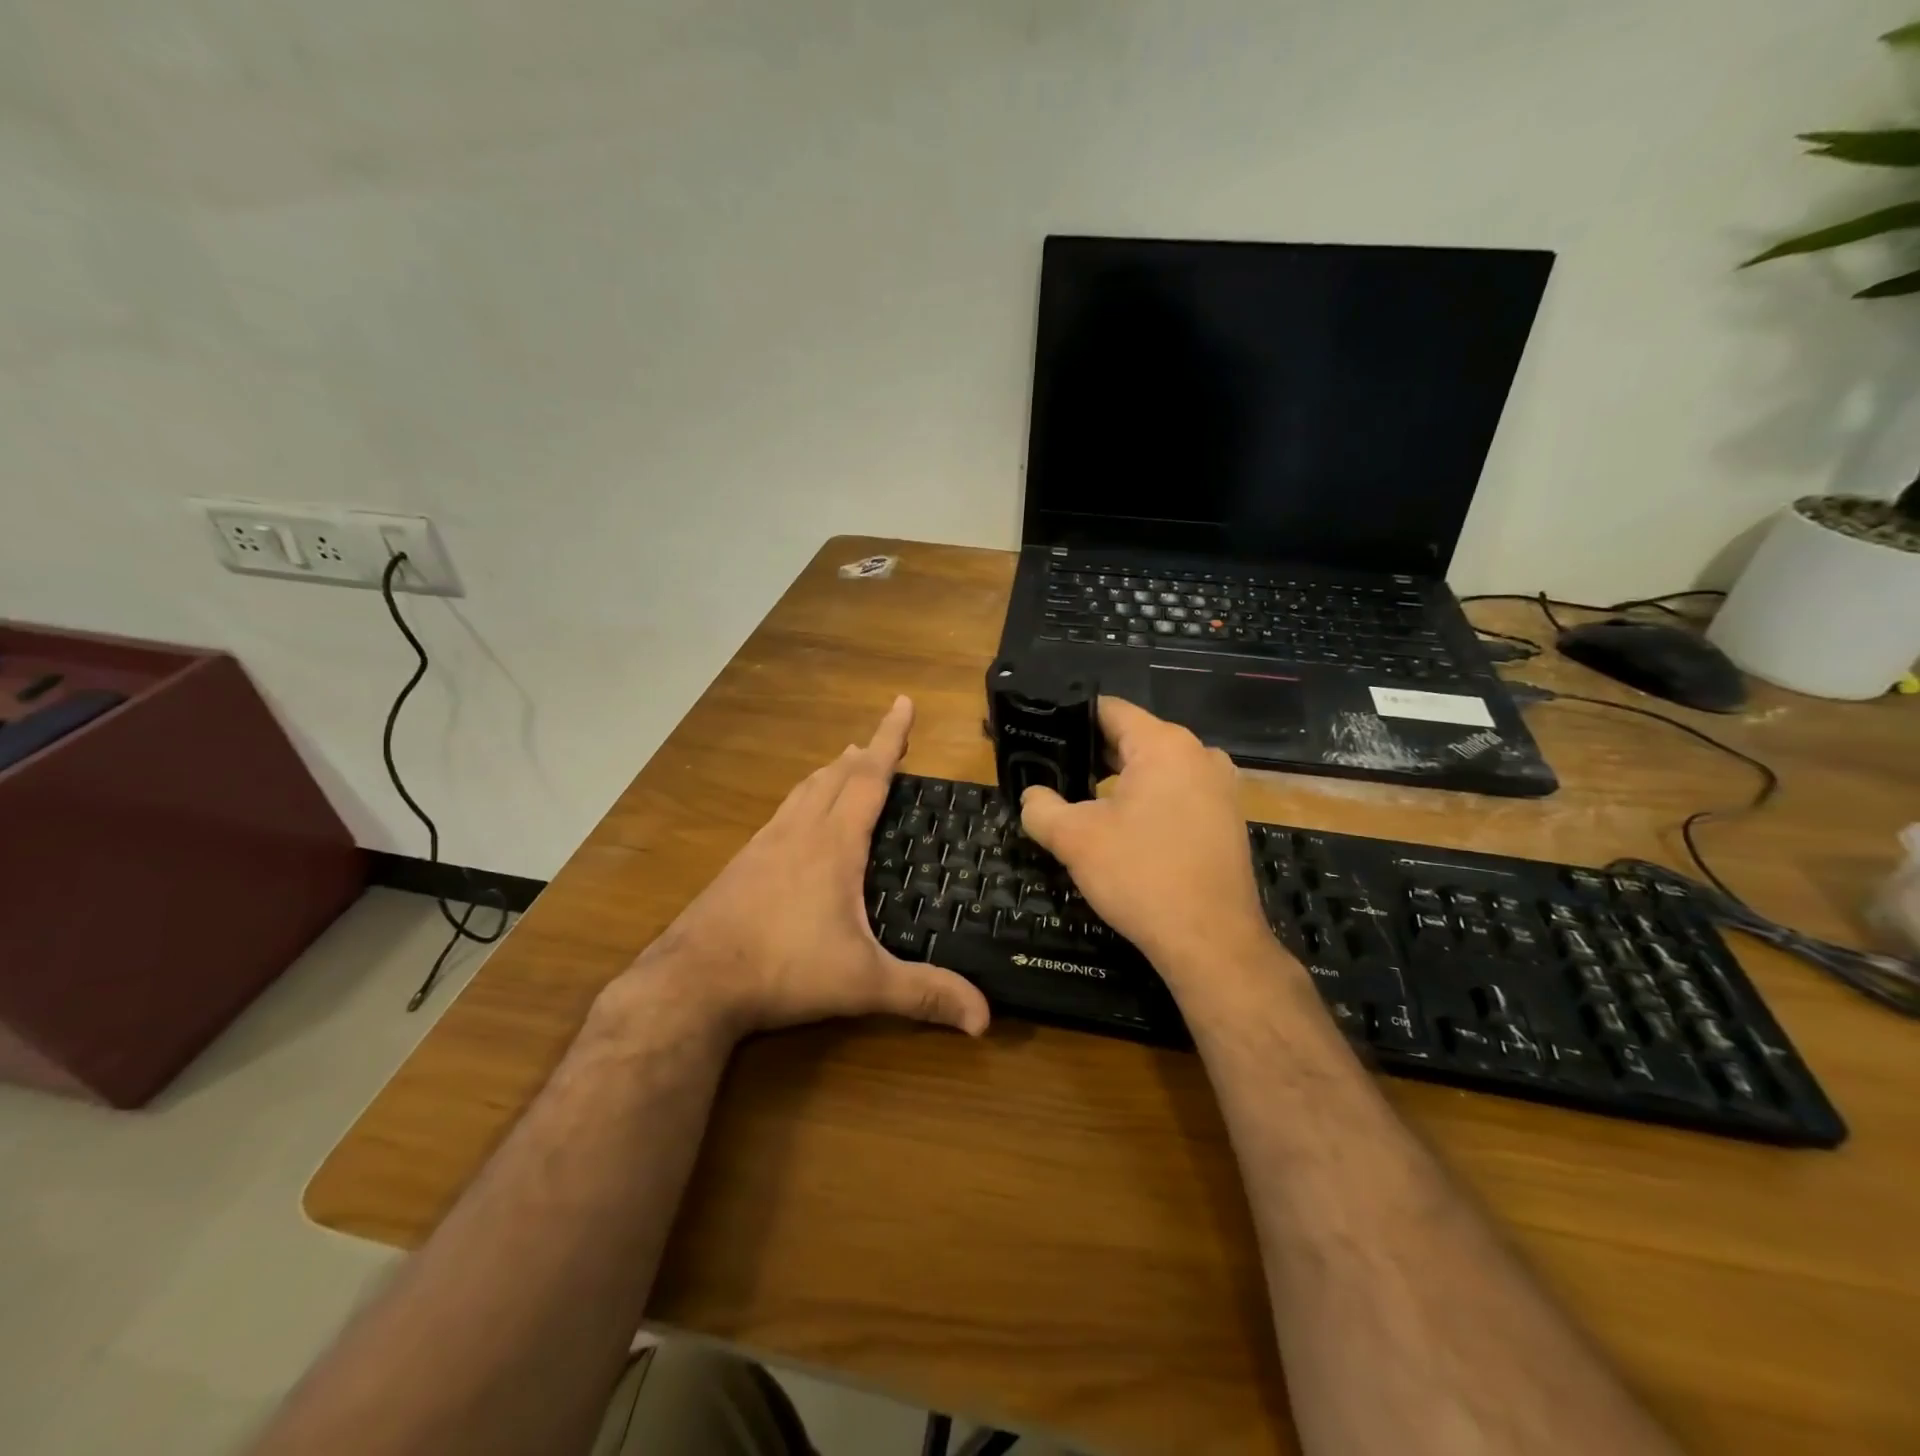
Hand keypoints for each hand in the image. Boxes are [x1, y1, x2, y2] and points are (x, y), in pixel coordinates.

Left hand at [619, 697, 990, 1040]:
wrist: (692, 982)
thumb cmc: (783, 969)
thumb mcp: (863, 983)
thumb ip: (924, 995)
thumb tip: (985, 1019)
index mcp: (834, 844)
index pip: (870, 777)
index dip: (891, 738)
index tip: (902, 702)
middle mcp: (799, 832)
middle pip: (836, 776)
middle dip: (865, 753)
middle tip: (884, 739)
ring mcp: (764, 845)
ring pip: (803, 791)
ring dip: (830, 773)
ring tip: (846, 764)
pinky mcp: (741, 864)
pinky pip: (781, 814)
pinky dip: (802, 800)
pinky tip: (798, 823)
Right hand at [1019, 698, 1274, 979]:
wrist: (1211, 941)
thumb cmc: (1141, 876)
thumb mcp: (1075, 839)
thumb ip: (1041, 808)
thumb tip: (1032, 796)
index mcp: (1165, 744)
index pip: (1109, 710)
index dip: (1070, 721)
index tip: (1041, 738)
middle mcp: (1200, 754)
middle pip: (1133, 738)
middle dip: (1093, 756)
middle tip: (1054, 776)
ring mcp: (1220, 787)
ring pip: (1156, 769)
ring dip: (1120, 782)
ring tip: (1082, 804)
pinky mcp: (1227, 819)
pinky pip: (1178, 794)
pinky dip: (1148, 802)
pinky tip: (1123, 830)